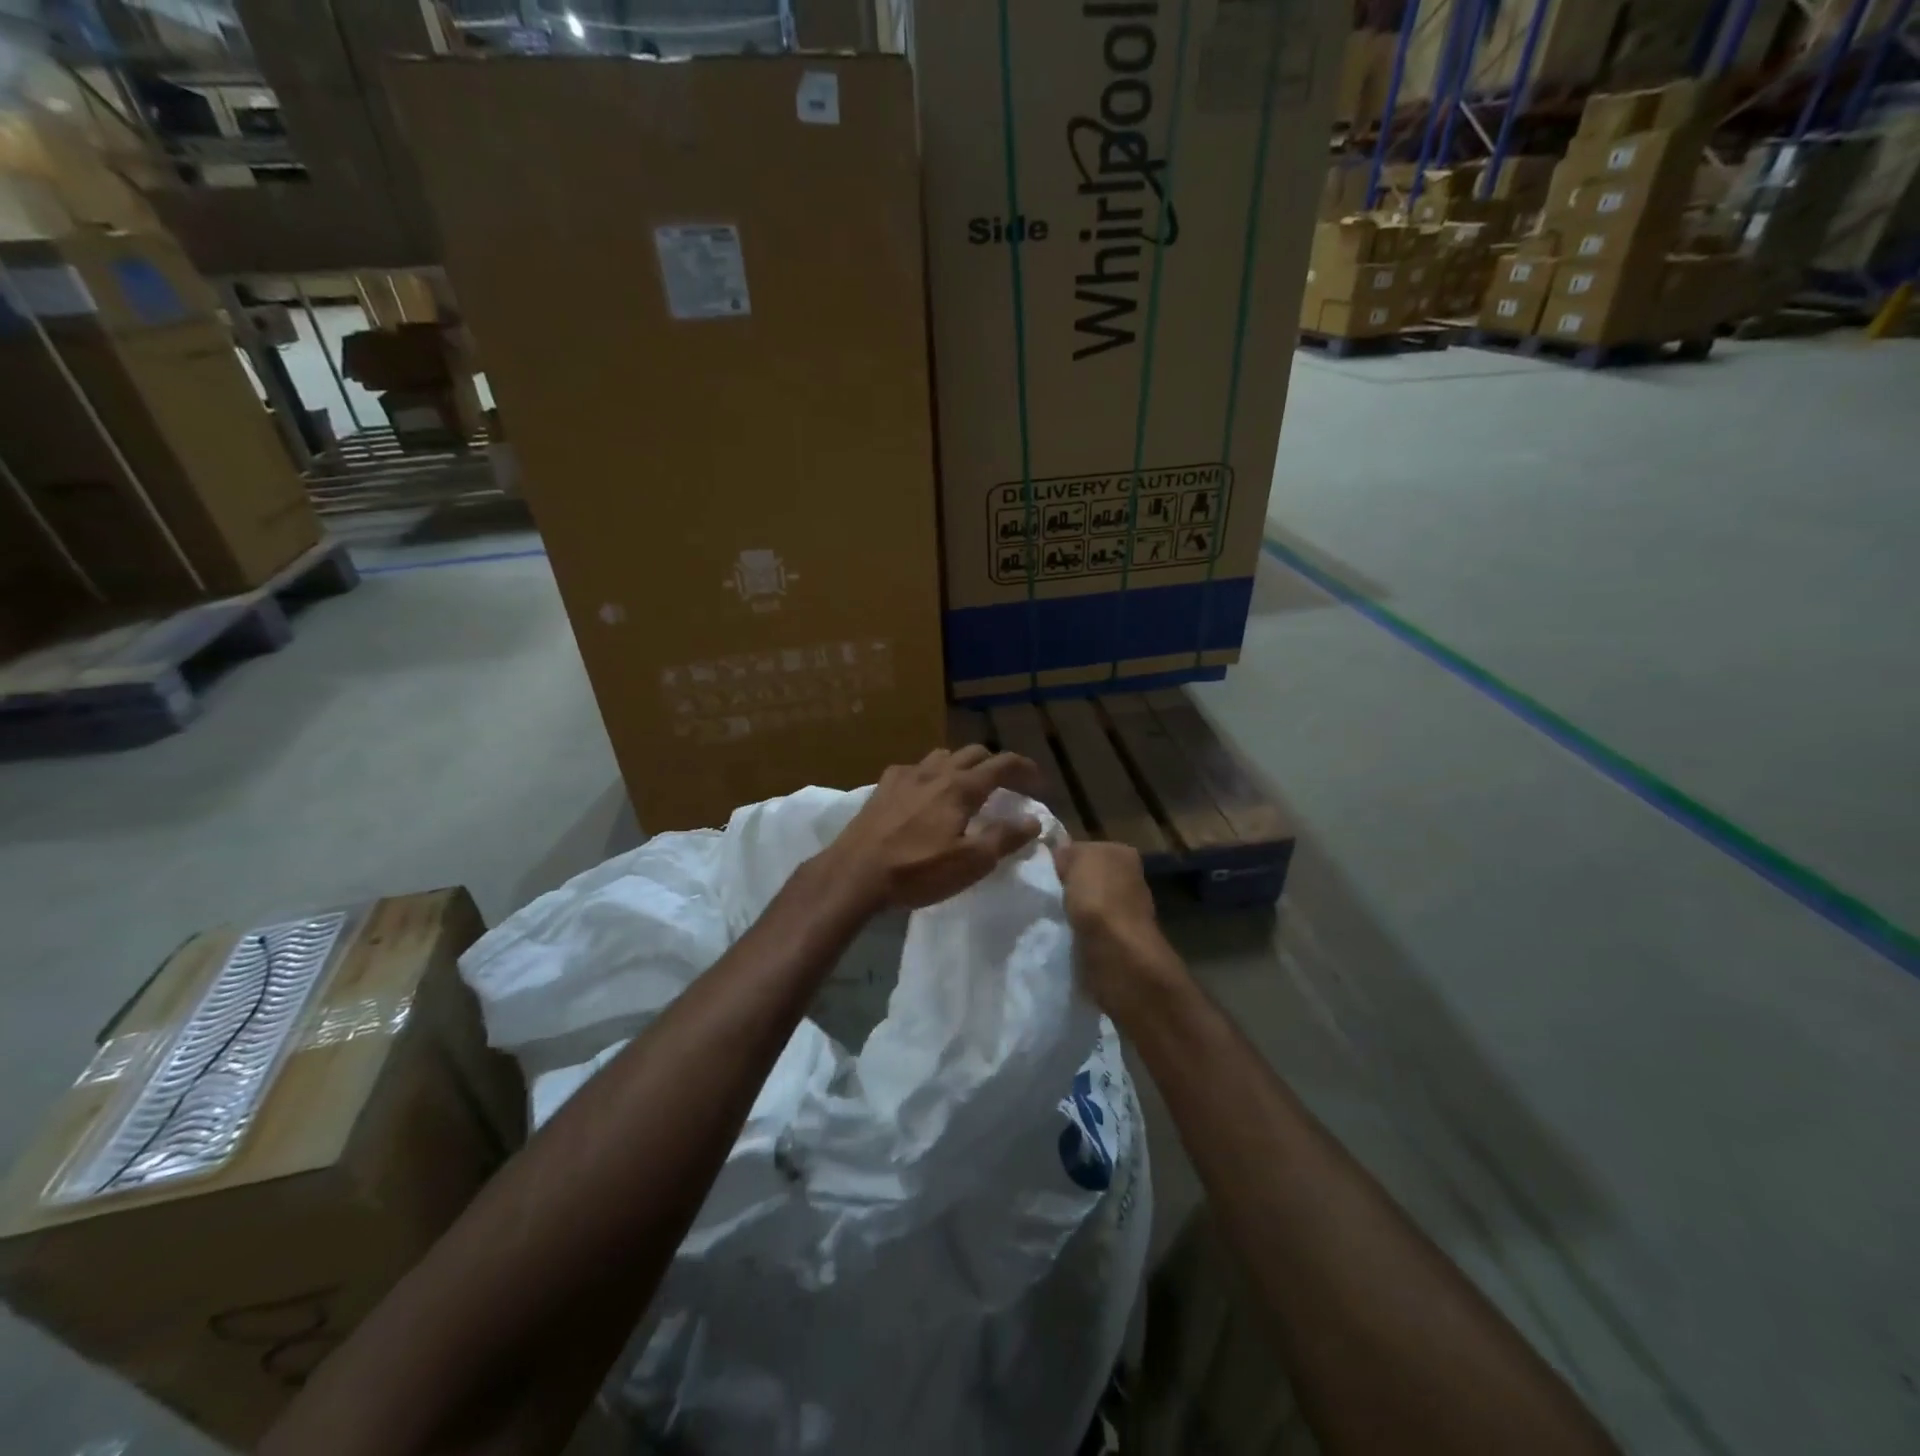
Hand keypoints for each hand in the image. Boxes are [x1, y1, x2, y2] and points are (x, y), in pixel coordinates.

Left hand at [823, 746, 1043, 912]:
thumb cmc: (917, 870)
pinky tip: (925, 793)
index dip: (1025, 769)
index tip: (1039, 782)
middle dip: (996, 765)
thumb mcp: (970, 862)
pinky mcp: (882, 786)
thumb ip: (1005, 838)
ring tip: (967, 787)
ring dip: (963, 765)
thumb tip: (1034, 820)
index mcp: (961, 787)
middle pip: (974, 753)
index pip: (1003, 764)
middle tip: (1007, 786)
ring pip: (943, 755)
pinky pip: (914, 768)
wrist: (854, 873)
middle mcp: (936, 771)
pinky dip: (931, 774)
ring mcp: (905, 775)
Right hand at [1053, 841, 1182, 1014]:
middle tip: (1042, 894)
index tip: (1044, 871)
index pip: (1088, 849)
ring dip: (1073, 911)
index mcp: (1124, 854)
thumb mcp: (1078, 857)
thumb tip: (1062, 853)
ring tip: (1048, 917)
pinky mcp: (1117, 942)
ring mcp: (1126, 913)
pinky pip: (1088, 930)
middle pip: (1090, 877)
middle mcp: (1130, 880)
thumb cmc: (1098, 896)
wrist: (1116, 952)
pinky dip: (1077, 933)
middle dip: (1071, 886)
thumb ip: (1069, 851)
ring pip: (1089, 905)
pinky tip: (1061, 935)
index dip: (1066, 859)